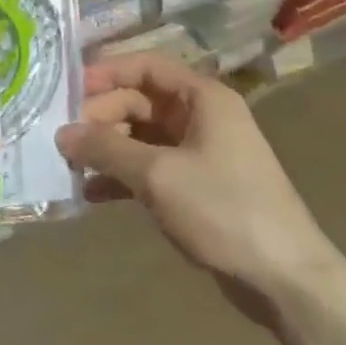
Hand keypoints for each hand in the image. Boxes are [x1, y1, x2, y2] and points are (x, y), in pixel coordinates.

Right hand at [57, 52, 336, 297]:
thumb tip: (62, 134)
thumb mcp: (158, 174)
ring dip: (107, 149)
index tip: (66, 89)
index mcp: (203, 98)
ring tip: (69, 166)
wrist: (283, 278)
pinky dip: (121, 177)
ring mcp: (199, 154)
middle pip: (140, 102)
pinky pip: (149, 169)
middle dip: (100, 117)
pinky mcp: (195, 187)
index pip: (146, 66)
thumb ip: (106, 149)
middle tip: (63, 139)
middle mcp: (201, 117)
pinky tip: (91, 194)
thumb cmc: (223, 209)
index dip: (106, 72)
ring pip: (141, 137)